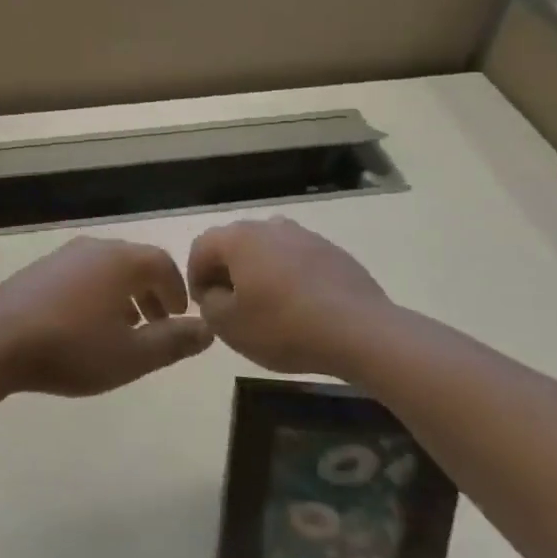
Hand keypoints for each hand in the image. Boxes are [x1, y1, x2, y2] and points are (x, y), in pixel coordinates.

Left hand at [0, 238, 213, 397]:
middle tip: (157, 326)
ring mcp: (63, 256)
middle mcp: (94, 248)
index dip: (177, 290)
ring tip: (124, 330)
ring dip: (123, 295)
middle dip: (151, 293)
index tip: (179, 318)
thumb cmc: (72, 348)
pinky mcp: (39, 269)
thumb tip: (207, 330)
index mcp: (121, 261)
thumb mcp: (131, 356)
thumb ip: (173, 342)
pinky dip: (96, 294)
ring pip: (106, 269)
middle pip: (135, 262)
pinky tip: (86, 326)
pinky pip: (81, 275)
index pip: (163, 263)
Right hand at [186, 218, 396, 375]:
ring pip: (268, 250)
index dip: (195, 277)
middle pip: (235, 244)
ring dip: (260, 272)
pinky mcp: (332, 251)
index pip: (201, 247)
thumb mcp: (228, 326)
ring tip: (268, 306)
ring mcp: (304, 236)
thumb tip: (214, 292)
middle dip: (227, 272)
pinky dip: (290, 277)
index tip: (204, 306)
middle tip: (232, 306)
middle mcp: (269, 226)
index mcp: (238, 238)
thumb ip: (209, 304)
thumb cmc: (284, 327)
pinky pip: (298, 260)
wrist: (361, 331)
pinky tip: (301, 307)